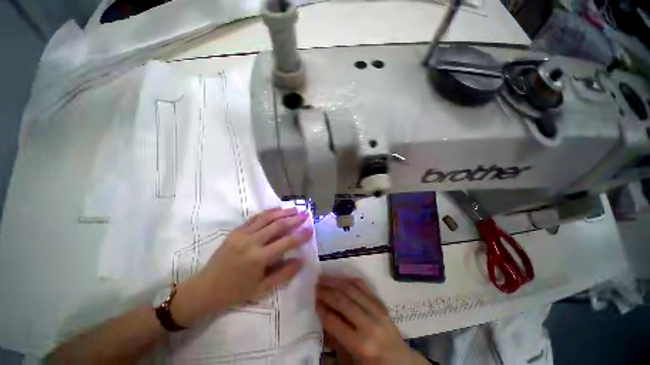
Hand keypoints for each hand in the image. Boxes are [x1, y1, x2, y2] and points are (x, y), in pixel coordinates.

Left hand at [171, 207, 312, 325]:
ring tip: (294, 209)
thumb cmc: (236, 292)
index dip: (300, 235)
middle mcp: (251, 242)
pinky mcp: (236, 231)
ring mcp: (242, 234)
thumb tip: (300, 260)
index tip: (310, 228)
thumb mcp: (262, 289)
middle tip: (305, 214)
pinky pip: (255, 218)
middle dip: (294, 219)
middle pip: (277, 226)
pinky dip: (268, 212)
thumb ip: (284, 274)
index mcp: (259, 258)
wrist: (206, 289)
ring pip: (267, 218)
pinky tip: (277, 210)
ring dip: (282, 212)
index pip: (286, 242)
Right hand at [316, 276, 428, 364]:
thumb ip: (335, 339)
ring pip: (352, 289)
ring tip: (323, 277)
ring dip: (335, 281)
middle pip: (342, 301)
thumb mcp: (350, 361)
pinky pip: (363, 286)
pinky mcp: (380, 303)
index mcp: (361, 344)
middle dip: (326, 291)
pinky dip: (350, 280)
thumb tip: (322, 315)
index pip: (335, 322)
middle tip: (314, 285)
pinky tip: (340, 277)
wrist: (401, 361)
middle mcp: (369, 324)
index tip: (312, 300)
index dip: (321, 309)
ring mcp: (377, 310)